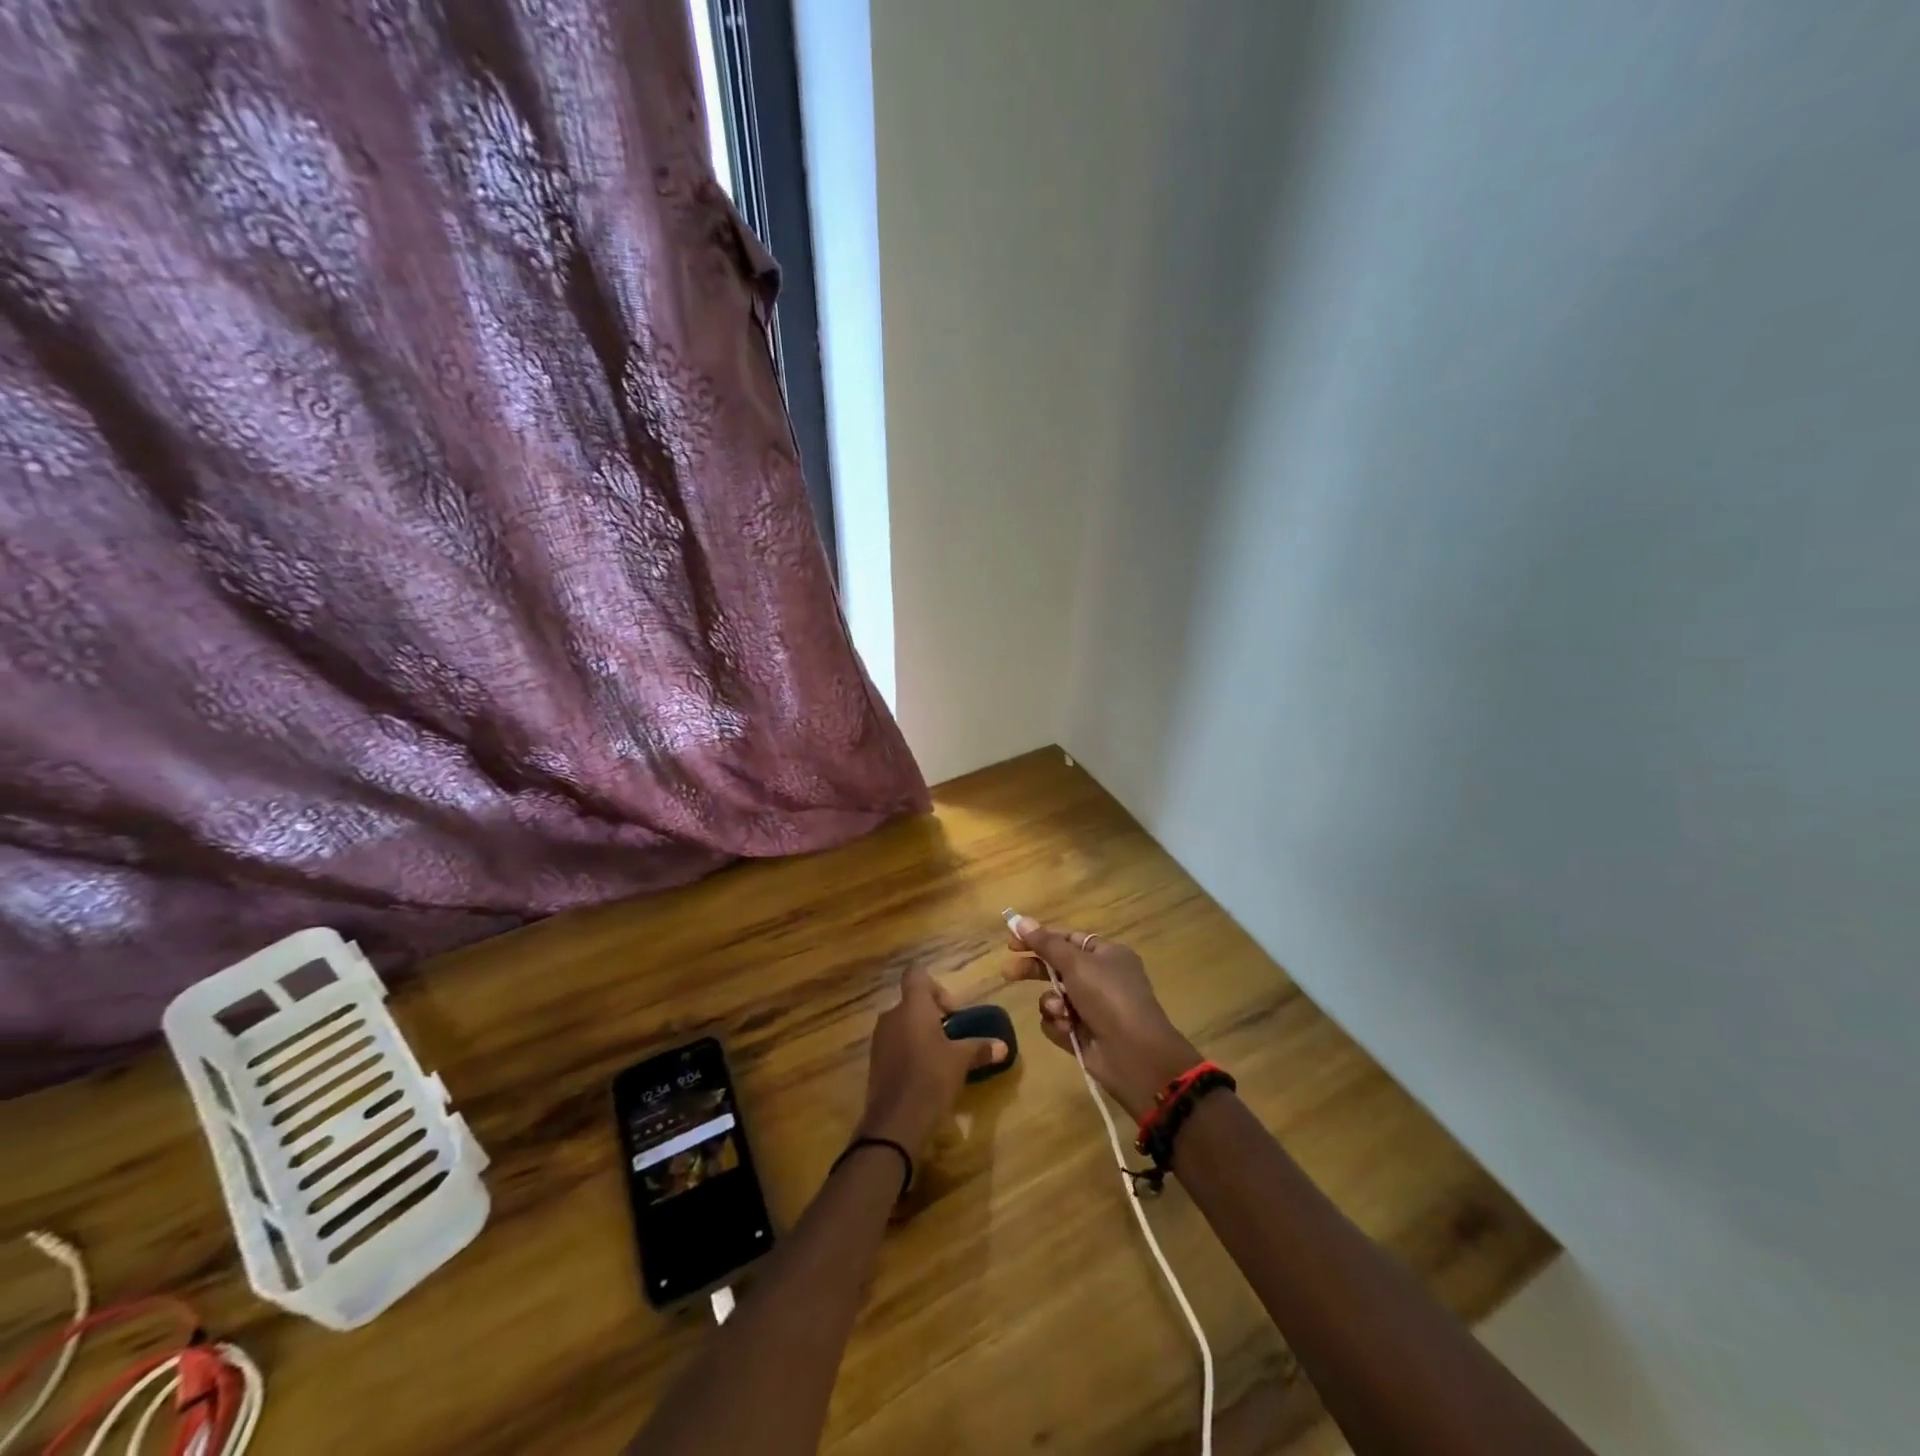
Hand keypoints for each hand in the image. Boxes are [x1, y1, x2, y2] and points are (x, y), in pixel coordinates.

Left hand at [857, 966, 1008, 1156]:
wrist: (895, 1121)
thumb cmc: (931, 1077)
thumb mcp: (961, 1061)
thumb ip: (981, 1048)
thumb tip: (1004, 1046)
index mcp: (912, 1006)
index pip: (916, 975)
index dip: (936, 986)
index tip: (951, 1011)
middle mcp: (892, 1015)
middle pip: (912, 1001)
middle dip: (932, 1015)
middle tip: (952, 1036)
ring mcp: (880, 1038)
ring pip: (903, 1023)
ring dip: (920, 1033)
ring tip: (940, 1056)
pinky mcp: (875, 1061)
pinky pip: (895, 1044)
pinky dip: (909, 1050)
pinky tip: (924, 1073)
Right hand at [1003, 915, 1200, 1119]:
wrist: (1135, 1056)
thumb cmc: (1109, 998)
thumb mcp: (1077, 964)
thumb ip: (1046, 943)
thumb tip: (1020, 920)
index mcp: (1106, 955)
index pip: (1067, 939)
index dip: (1040, 939)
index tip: (1012, 942)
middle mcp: (1100, 979)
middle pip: (1057, 967)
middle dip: (1034, 970)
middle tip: (1009, 973)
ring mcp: (1092, 1008)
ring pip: (1054, 997)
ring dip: (1052, 1003)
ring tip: (1062, 1012)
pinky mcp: (1083, 1034)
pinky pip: (1058, 1022)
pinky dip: (1059, 1025)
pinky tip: (1068, 1030)